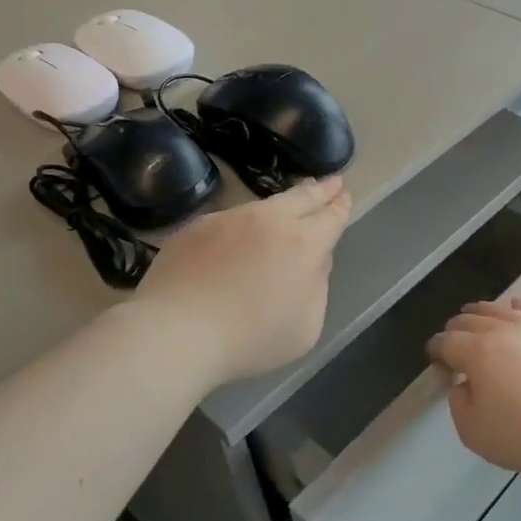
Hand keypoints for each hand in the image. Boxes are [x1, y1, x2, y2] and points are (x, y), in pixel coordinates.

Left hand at [134, 177, 352, 383]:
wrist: (177, 332)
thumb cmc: (251, 339)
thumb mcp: (306, 327)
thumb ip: (318, 288)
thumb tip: (314, 262)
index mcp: (304, 244)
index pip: (331, 217)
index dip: (340, 207)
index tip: (344, 197)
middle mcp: (269, 220)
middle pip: (301, 198)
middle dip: (319, 190)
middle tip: (330, 181)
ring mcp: (229, 219)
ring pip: (263, 206)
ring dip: (281, 203)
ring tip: (287, 204)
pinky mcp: (196, 226)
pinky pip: (229, 221)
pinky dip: (242, 224)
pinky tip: (238, 236)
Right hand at [427, 299, 520, 477]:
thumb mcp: (474, 432)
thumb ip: (459, 404)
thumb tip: (463, 385)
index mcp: (476, 352)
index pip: (446, 342)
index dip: (436, 349)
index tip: (434, 359)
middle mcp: (502, 331)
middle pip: (470, 320)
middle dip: (455, 329)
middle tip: (452, 341)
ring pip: (500, 310)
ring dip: (482, 312)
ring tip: (475, 315)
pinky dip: (517, 308)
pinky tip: (514, 309)